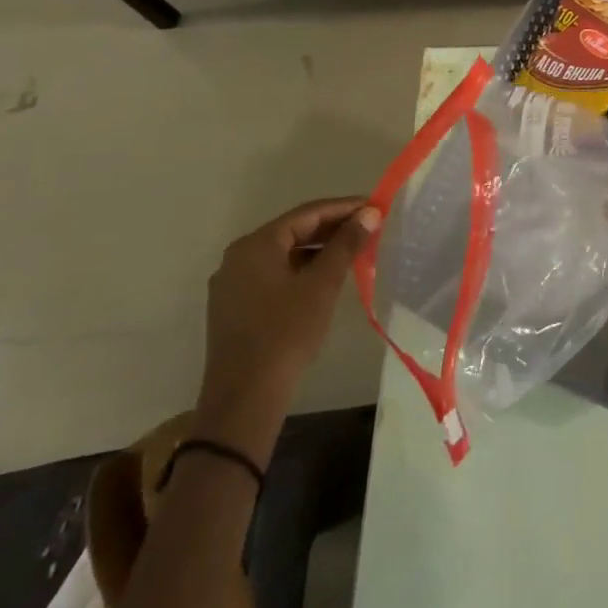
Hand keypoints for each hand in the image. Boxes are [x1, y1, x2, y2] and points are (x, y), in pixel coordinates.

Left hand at [195, 198, 380, 465]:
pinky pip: (274, 274)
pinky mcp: (234, 307)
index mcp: (255, 245)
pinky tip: (325, 278)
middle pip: (293, 231)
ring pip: (284, 254)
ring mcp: (232, 284)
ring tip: (353, 250)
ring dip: (318, 249)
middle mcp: (238, 257)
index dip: (344, 207)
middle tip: (369, 227)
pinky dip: (301, 269)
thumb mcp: (322, 285)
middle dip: (332, 227)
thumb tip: (369, 212)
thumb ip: (346, 244)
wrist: (244, 400)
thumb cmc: (285, 333)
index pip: (307, 213)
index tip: (375, 207)